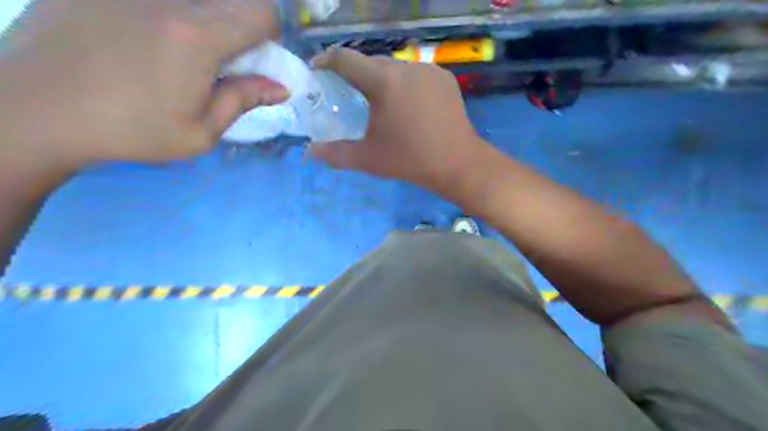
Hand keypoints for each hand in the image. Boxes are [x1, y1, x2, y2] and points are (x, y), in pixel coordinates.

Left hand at [0, 0, 287, 165]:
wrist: (34, 111)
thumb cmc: (131, 131)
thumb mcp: (200, 131)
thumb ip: (244, 100)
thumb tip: (281, 87)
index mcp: (197, 37)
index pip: (261, 12)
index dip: (271, 35)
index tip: (258, 58)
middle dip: (242, 25)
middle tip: (223, 58)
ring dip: (206, 18)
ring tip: (181, 51)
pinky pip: (156, 0)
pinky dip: (169, 14)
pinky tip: (143, 40)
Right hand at [308, 47, 490, 193]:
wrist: (457, 163)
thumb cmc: (409, 160)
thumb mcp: (368, 158)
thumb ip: (336, 153)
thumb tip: (310, 152)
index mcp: (383, 82)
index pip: (345, 59)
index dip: (326, 60)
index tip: (317, 70)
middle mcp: (406, 67)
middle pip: (371, 62)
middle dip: (356, 74)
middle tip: (350, 93)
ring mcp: (429, 70)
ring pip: (396, 67)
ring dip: (383, 79)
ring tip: (382, 102)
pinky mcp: (445, 77)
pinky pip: (417, 74)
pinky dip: (405, 84)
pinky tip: (408, 104)